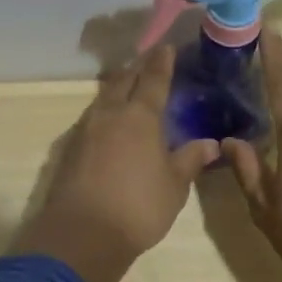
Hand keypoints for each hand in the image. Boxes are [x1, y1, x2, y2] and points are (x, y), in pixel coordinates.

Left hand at [17, 46, 219, 281]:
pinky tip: (109, 120)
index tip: (166, 48)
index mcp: (140, 116)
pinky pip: (92, 116)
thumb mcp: (174, 186)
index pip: (153, 79)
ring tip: (129, 86)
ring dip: (118, 86)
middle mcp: (111, 114)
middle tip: (148, 61)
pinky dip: (105, 109)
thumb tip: (210, 143)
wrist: (82, 234)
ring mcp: (86, 129)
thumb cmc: (138, 207)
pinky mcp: (70, 148)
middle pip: (123, 80)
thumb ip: (190, 160)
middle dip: (137, 68)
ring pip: (104, 97)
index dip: (162, 62)